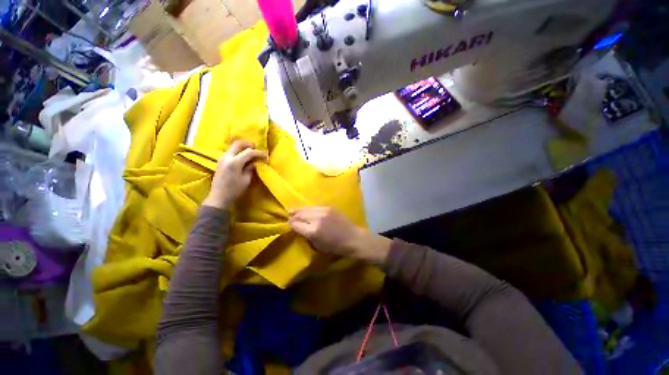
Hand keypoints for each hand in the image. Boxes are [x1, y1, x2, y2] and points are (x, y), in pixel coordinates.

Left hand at [203, 140, 266, 208]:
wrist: (218, 197)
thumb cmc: (234, 190)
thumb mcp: (246, 180)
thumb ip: (250, 169)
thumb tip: (254, 163)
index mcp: (234, 162)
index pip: (249, 152)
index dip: (259, 153)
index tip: (266, 156)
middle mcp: (227, 157)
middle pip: (238, 144)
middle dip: (248, 145)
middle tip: (256, 149)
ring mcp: (222, 159)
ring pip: (233, 147)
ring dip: (242, 148)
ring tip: (251, 154)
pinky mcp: (220, 162)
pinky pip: (230, 152)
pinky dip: (238, 152)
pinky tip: (243, 159)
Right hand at [289, 207, 390, 263]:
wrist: (353, 238)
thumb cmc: (336, 247)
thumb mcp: (318, 246)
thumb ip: (306, 236)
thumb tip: (298, 228)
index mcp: (313, 231)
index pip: (296, 224)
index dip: (291, 224)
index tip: (288, 225)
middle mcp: (317, 218)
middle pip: (300, 214)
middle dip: (293, 216)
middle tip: (289, 216)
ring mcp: (324, 210)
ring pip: (306, 208)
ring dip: (299, 210)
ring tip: (293, 211)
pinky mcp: (329, 207)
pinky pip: (315, 206)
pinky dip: (308, 208)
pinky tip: (306, 209)